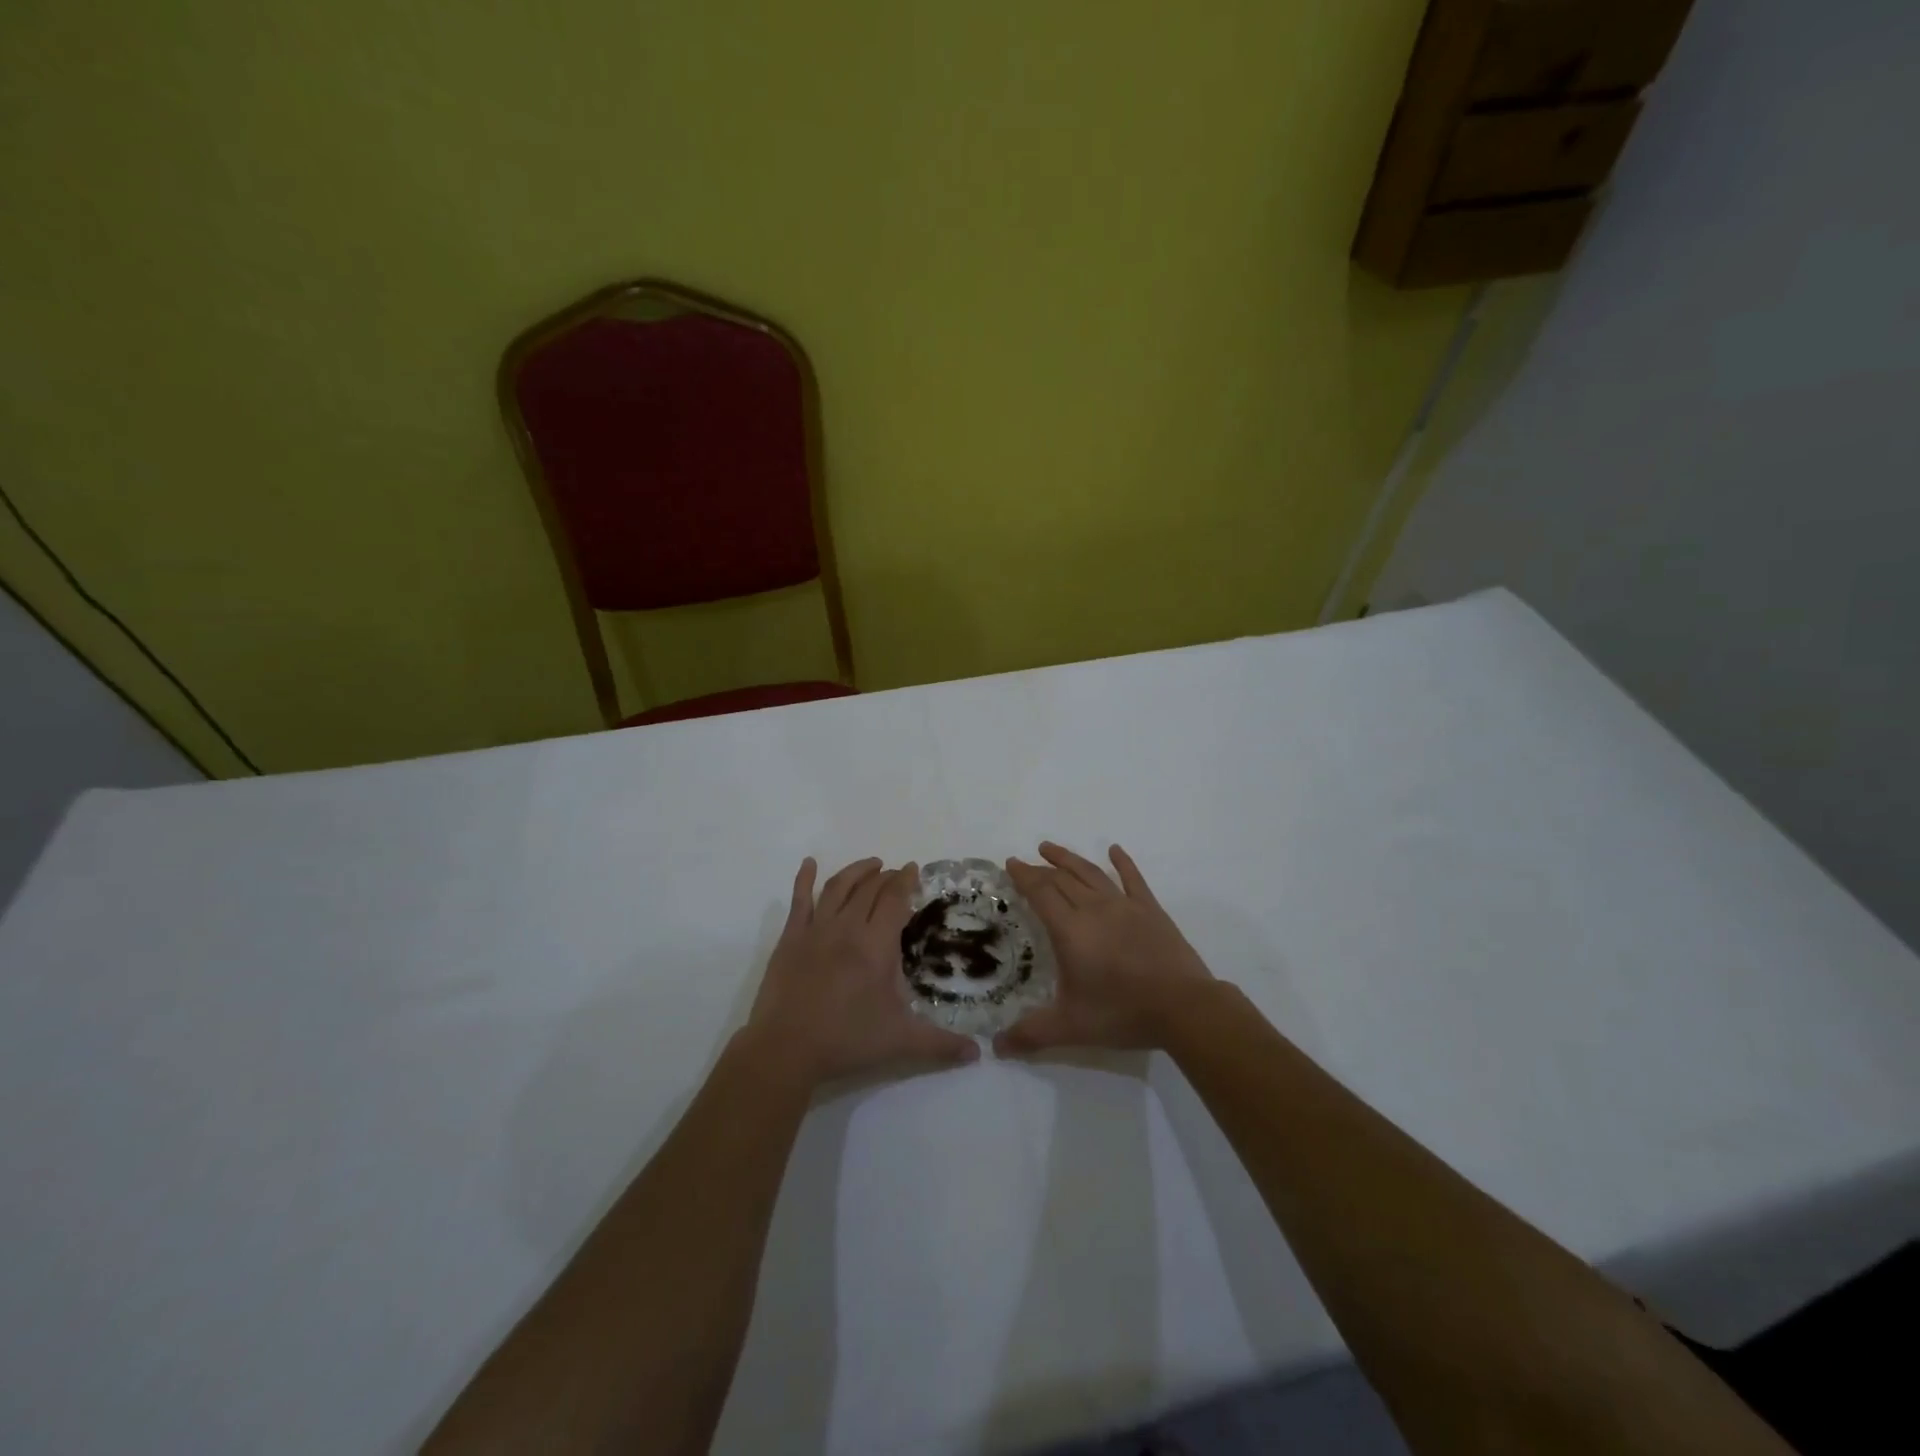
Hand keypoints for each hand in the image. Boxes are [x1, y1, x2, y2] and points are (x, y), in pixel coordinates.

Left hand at [745, 856, 979, 1086]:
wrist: (785, 1049)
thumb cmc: (846, 1040)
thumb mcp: (900, 1042)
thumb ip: (940, 1044)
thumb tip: (977, 1053)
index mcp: (875, 946)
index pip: (894, 900)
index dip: (905, 881)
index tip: (913, 870)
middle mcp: (847, 928)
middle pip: (869, 889)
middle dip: (886, 876)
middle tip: (896, 873)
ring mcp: (815, 930)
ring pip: (837, 887)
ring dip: (856, 871)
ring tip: (870, 864)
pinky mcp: (790, 938)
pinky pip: (799, 900)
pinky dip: (804, 878)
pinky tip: (809, 863)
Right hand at [997, 842, 1213, 1054]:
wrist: (1183, 1007)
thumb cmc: (1122, 1012)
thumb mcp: (1070, 1028)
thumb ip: (1030, 1034)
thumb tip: (996, 1048)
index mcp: (1070, 930)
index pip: (1041, 893)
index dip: (1024, 877)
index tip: (1010, 863)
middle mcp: (1094, 909)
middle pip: (1062, 879)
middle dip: (1040, 868)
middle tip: (1025, 861)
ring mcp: (1125, 905)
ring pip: (1091, 873)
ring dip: (1069, 858)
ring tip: (1050, 847)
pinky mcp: (1151, 910)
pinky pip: (1133, 879)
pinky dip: (1123, 862)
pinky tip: (1115, 850)